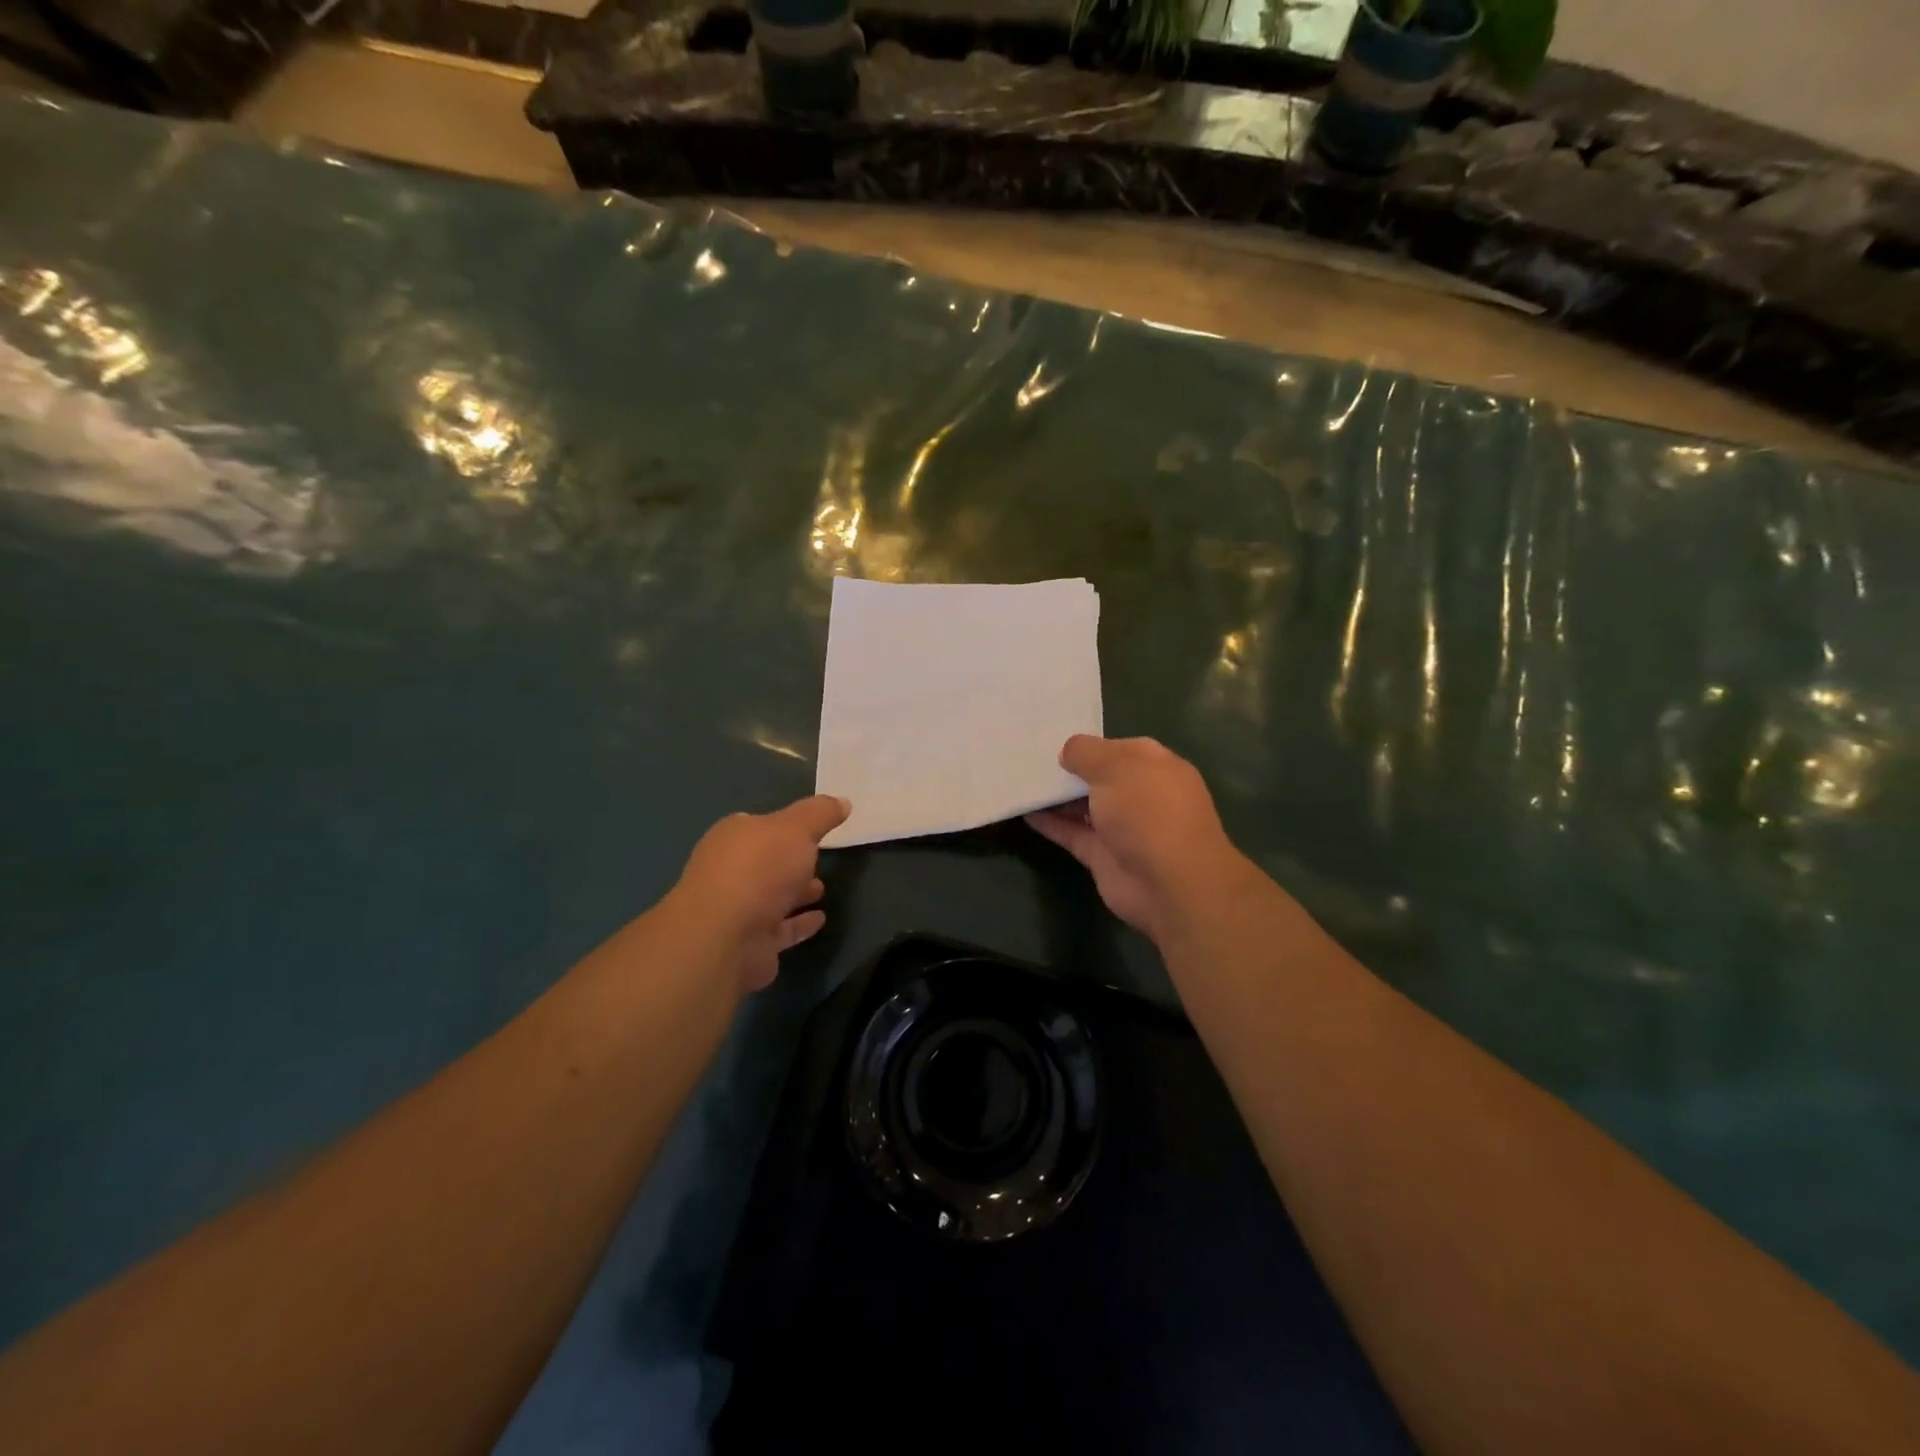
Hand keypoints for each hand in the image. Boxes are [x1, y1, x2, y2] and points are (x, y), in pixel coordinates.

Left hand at [668, 795, 849, 992]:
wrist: (726, 938)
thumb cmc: (759, 870)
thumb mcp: (797, 829)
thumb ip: (820, 813)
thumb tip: (842, 801)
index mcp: (733, 838)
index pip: (759, 825)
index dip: (784, 825)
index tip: (811, 828)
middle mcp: (729, 871)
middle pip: (764, 862)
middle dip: (790, 861)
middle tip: (820, 858)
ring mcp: (737, 910)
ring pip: (771, 897)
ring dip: (795, 893)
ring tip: (823, 889)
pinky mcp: (749, 944)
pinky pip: (780, 929)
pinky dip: (799, 923)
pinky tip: (820, 919)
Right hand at [1027, 736, 1252, 945]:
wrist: (1170, 884)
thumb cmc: (1149, 811)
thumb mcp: (1115, 767)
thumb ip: (1087, 753)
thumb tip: (1068, 751)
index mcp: (1155, 766)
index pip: (1120, 748)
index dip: (1090, 745)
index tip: (1054, 741)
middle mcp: (1142, 795)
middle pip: (1101, 778)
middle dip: (1072, 770)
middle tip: (1030, 759)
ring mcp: (1123, 828)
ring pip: (1085, 807)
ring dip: (1057, 797)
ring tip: (1021, 782)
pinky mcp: (1104, 856)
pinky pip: (1073, 834)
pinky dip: (1051, 824)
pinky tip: (1024, 812)